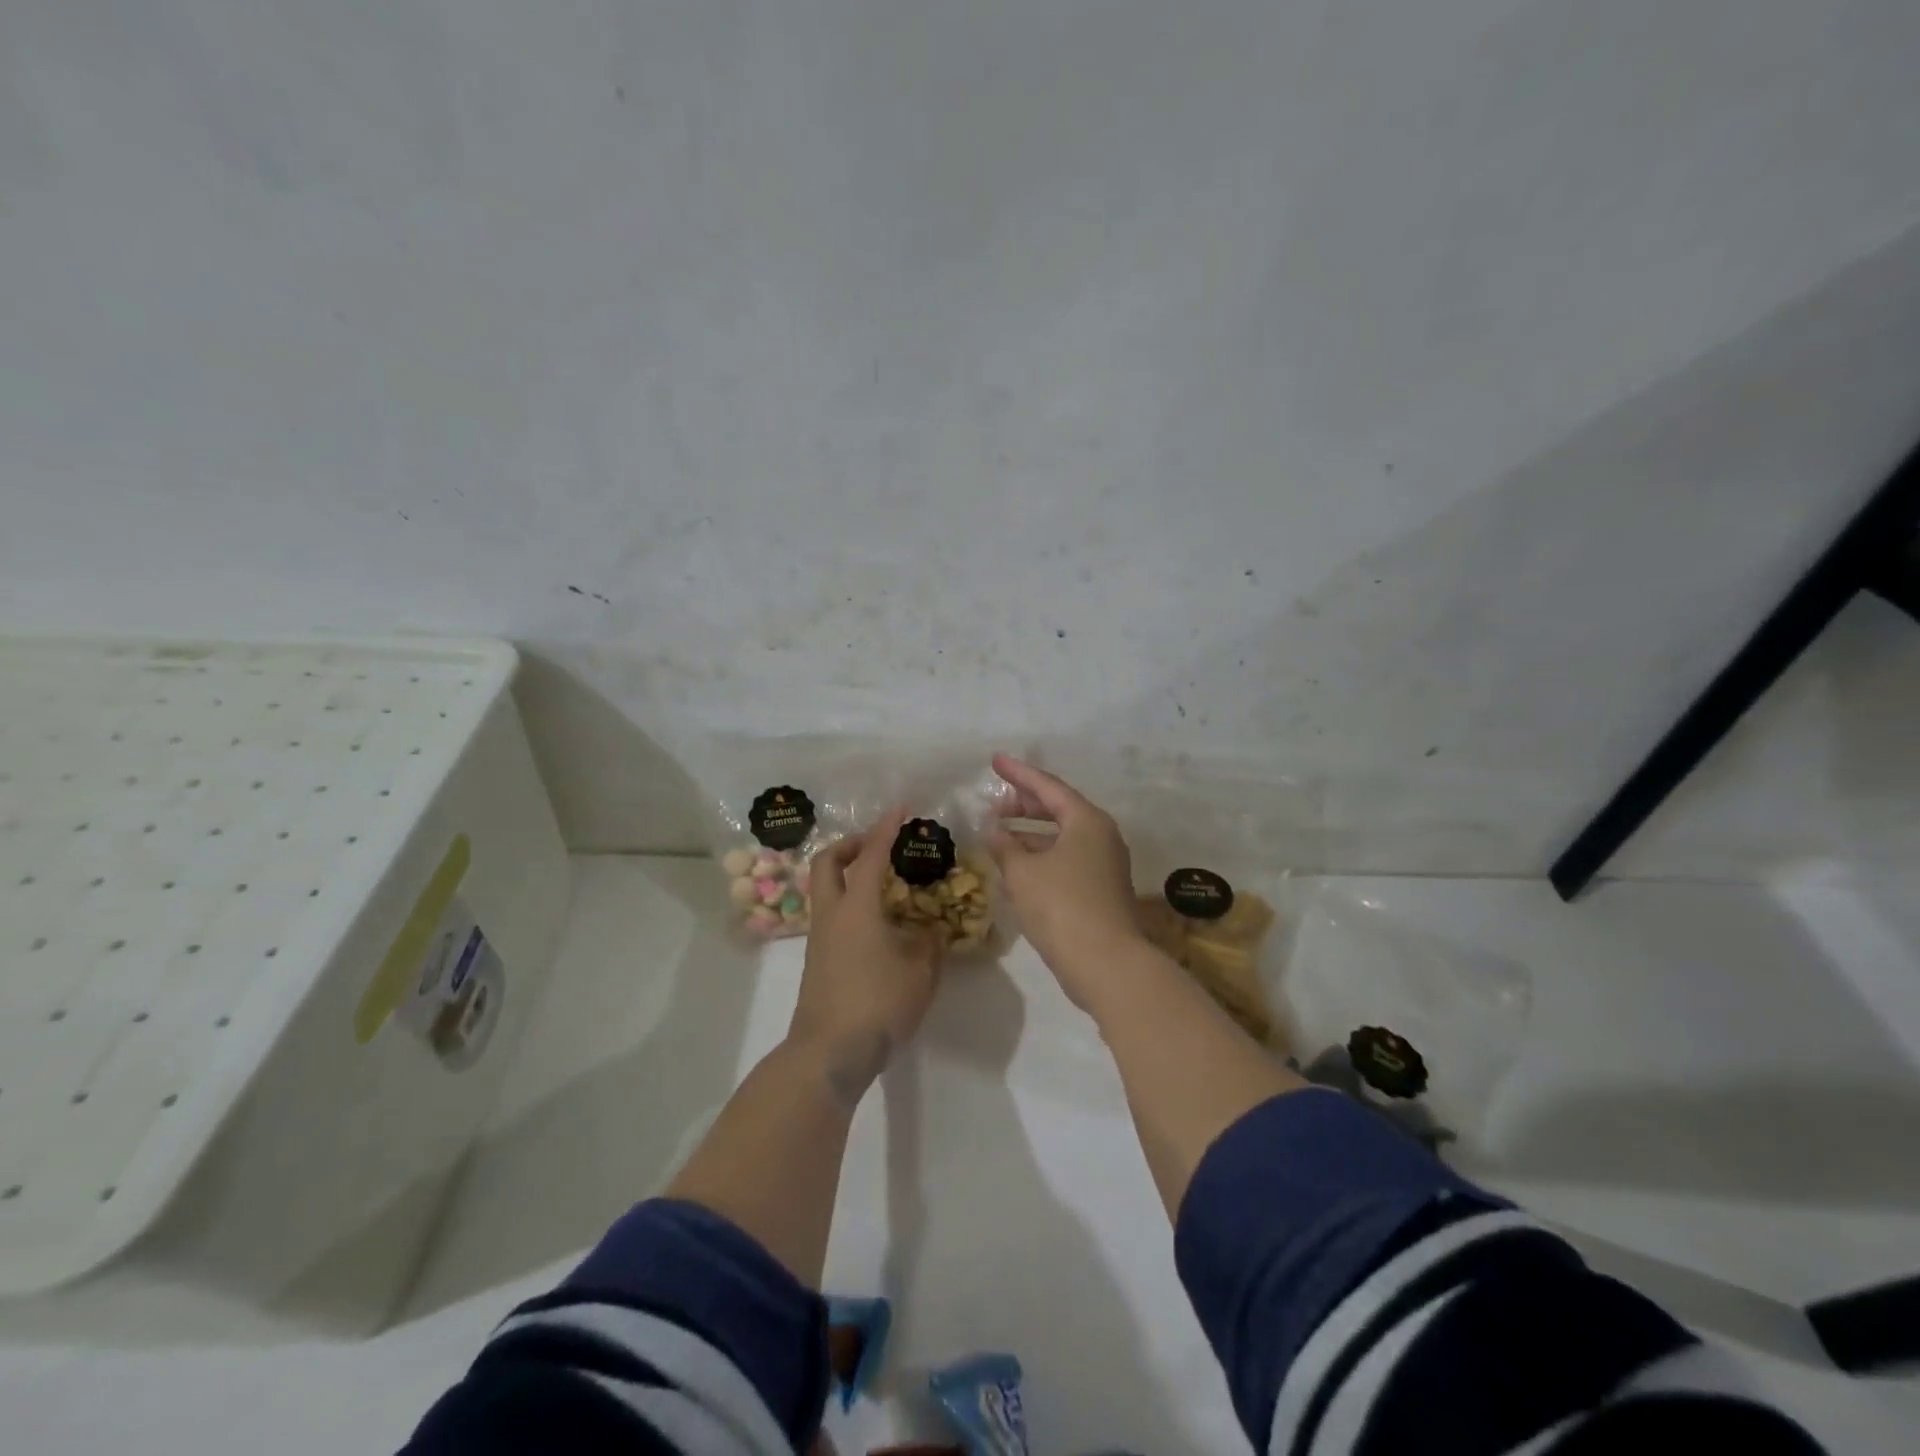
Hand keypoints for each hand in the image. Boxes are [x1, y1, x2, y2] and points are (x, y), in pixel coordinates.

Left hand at [787, 808, 944, 1103]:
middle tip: (878, 845)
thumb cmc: (878, 1004)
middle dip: (850, 844)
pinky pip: (832, 914)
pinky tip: (879, 924)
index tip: (901, 808)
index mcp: (857, 907)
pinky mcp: (817, 959)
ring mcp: (819, 937)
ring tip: (885, 885)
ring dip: (849, 874)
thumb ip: (929, 943)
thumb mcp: (920, 971)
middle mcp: (832, 914)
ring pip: (826, 888)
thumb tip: (930, 929)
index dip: (886, 828)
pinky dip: (851, 903)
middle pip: (827, 862)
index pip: (870, 855)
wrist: (829, 1053)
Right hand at [986, 755, 1144, 1009]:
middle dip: (1024, 805)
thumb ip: (1004, 845)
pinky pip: (1066, 860)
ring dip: (1030, 834)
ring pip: (1062, 837)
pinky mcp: (1101, 890)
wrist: (1106, 964)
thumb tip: (993, 829)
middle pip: (1058, 809)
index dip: (1018, 773)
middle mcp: (1101, 836)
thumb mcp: (1023, 872)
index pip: (1047, 786)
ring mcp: (1104, 864)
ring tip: (998, 835)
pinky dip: (1041, 857)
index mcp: (1086, 821)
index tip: (995, 761)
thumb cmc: (1062, 906)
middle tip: (994, 804)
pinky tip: (1017, 867)